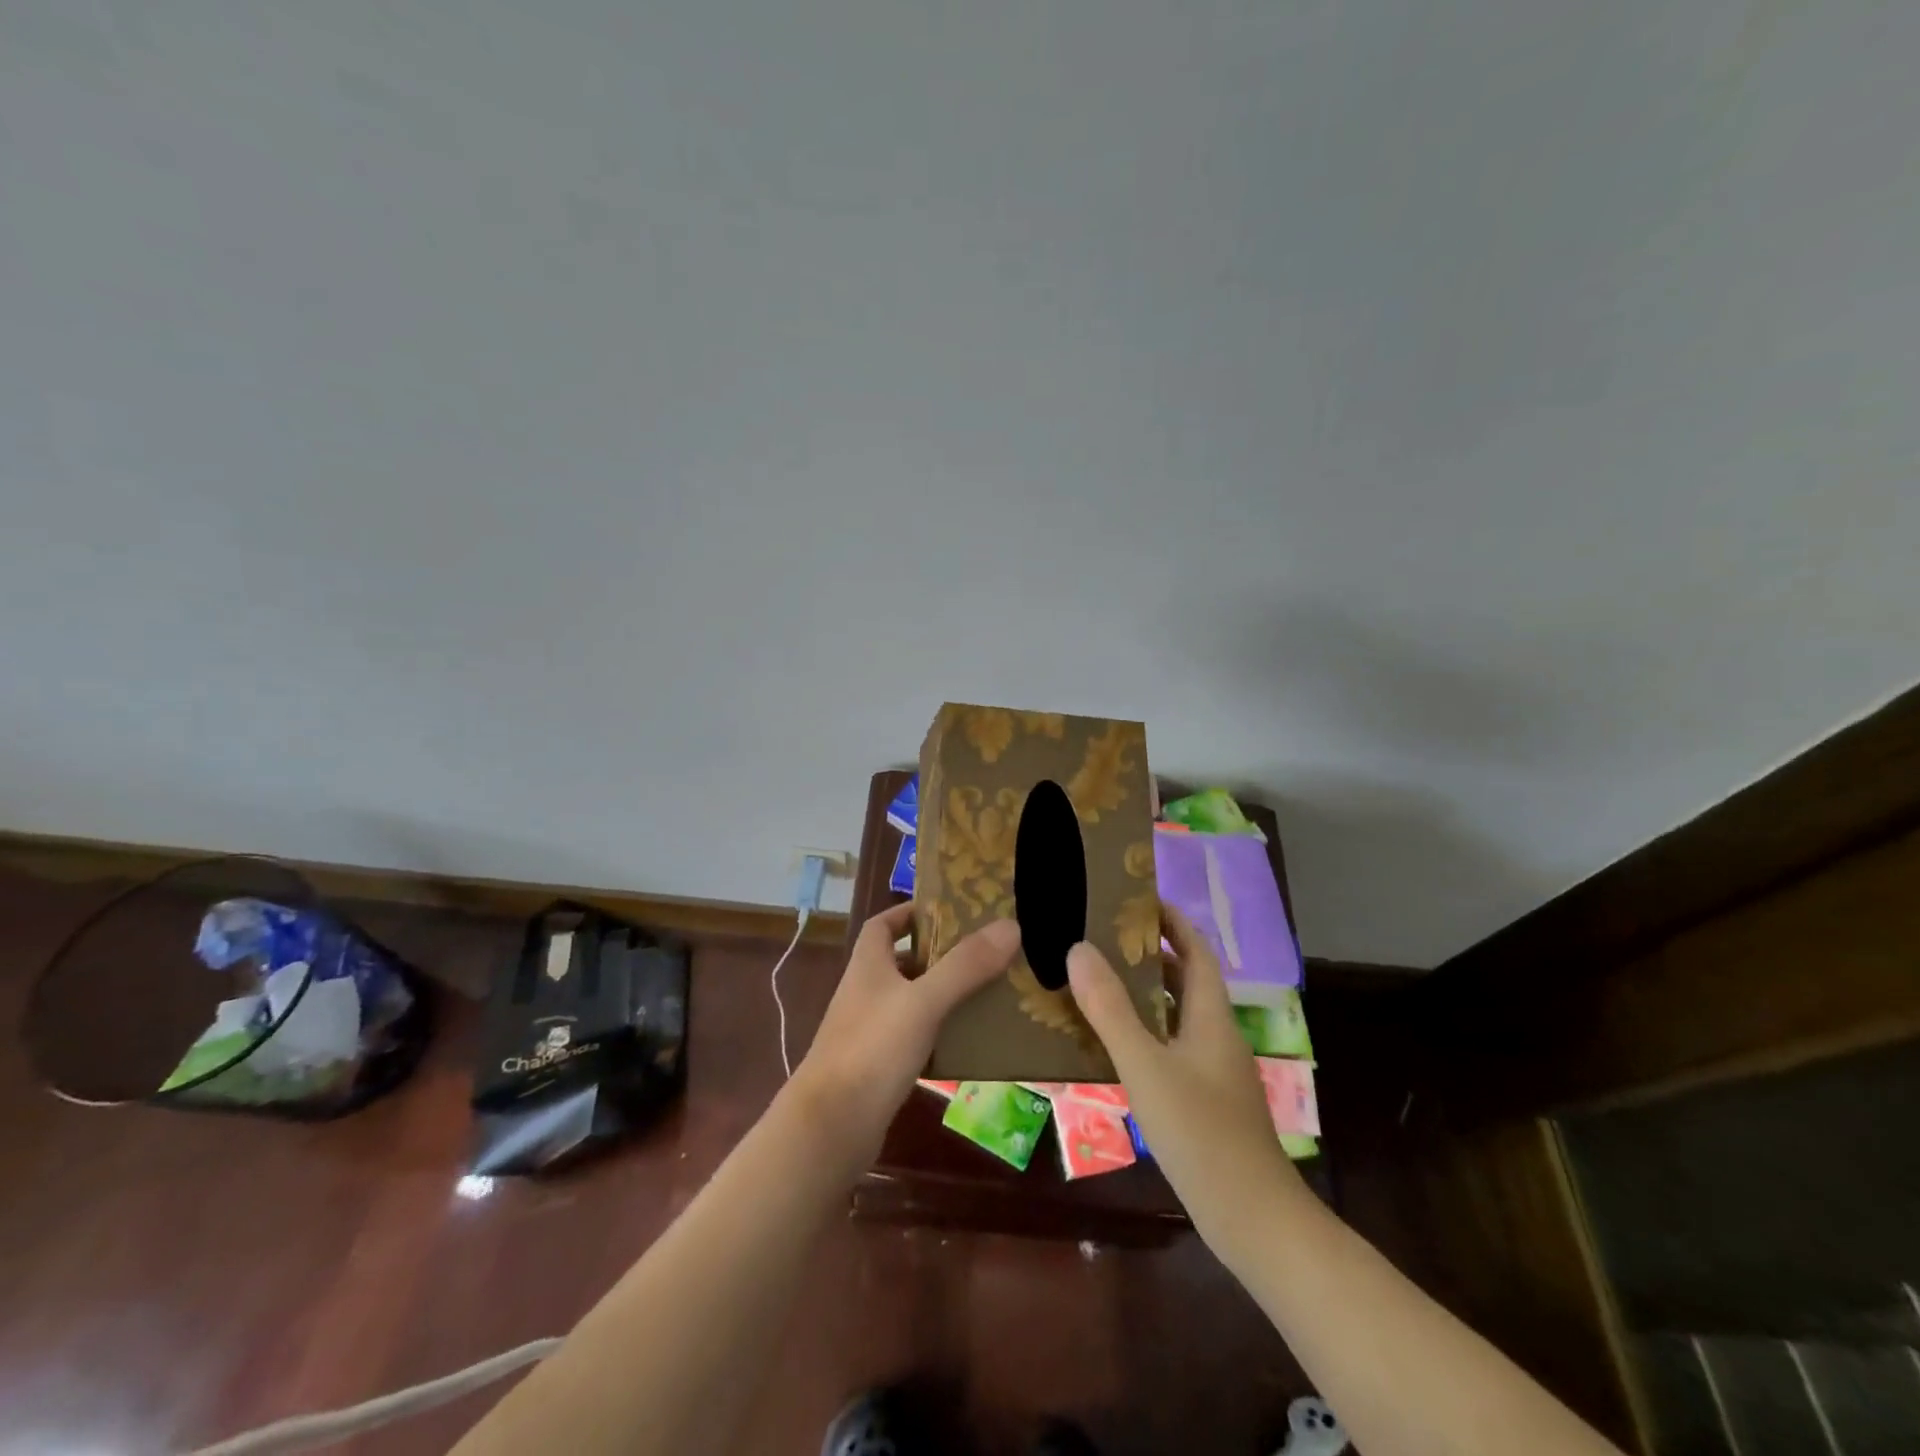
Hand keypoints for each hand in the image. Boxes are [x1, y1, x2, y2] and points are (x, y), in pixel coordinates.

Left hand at [791, 903, 1020, 1162]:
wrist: (829, 1128)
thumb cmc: (872, 1050)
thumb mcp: (923, 1002)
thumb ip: (965, 966)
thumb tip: (1009, 925)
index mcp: (868, 965)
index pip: (883, 924)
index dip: (910, 912)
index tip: (947, 911)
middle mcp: (864, 992)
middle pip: (900, 961)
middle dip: (937, 955)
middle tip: (981, 953)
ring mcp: (868, 1031)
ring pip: (909, 1001)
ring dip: (940, 995)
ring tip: (983, 993)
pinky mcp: (876, 1067)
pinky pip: (912, 1038)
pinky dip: (936, 1034)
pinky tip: (964, 1042)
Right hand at [1066, 902, 1301, 1251]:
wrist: (1252, 1219)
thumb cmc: (1201, 1133)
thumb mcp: (1146, 1066)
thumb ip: (1111, 1009)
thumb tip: (1078, 948)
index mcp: (1211, 1016)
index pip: (1195, 950)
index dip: (1171, 921)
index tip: (1135, 898)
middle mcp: (1215, 1034)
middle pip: (1186, 979)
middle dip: (1150, 953)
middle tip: (1102, 936)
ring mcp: (1212, 1070)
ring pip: (1176, 1015)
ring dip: (1144, 993)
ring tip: (1097, 980)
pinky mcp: (1204, 1099)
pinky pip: (1170, 1046)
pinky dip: (1144, 1032)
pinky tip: (1112, 1044)